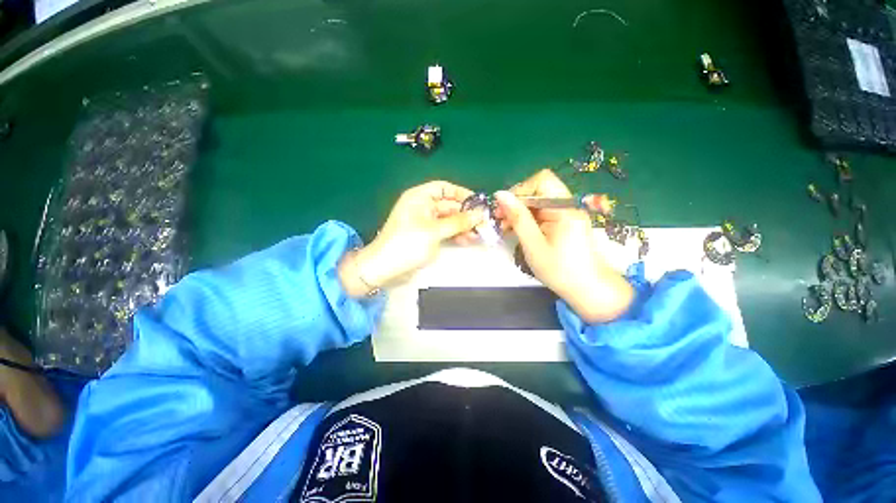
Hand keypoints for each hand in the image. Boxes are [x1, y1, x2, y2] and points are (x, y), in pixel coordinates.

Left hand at [339, 181, 484, 296]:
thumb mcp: (435, 231)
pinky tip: (467, 240)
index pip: (444, 188)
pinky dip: (455, 234)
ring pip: (448, 219)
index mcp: (419, 197)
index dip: (461, 193)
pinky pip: (444, 230)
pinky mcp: (427, 236)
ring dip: (463, 226)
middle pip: (449, 205)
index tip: (478, 203)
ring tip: (477, 234)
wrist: (385, 267)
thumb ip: (458, 222)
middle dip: (466, 214)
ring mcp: (425, 222)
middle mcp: (422, 207)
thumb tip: (479, 214)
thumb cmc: (407, 243)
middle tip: (483, 223)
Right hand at [495, 169, 633, 322]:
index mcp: (564, 208)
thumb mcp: (534, 244)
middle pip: (538, 191)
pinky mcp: (563, 223)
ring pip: (537, 203)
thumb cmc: (560, 270)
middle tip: (499, 220)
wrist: (589, 290)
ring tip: (505, 228)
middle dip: (516, 203)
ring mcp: (566, 214)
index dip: (520, 191)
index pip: (541, 181)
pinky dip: (527, 220)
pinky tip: (516, 231)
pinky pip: (542, 214)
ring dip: (519, 213)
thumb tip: (500, 194)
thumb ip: (518, 218)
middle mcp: (568, 205)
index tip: (504, 209)